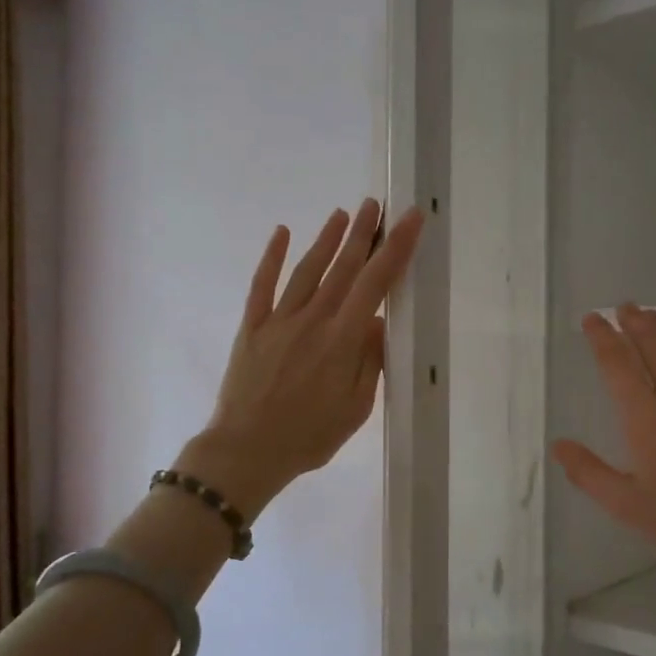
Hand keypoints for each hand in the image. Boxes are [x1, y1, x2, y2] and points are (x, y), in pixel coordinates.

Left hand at [178, 199, 424, 516]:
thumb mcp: (355, 409)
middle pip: (342, 268)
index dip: (395, 249)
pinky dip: (272, 257)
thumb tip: (378, 323)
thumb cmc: (308, 436)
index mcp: (341, 340)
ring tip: (342, 213)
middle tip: (376, 204)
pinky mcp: (252, 327)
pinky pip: (263, 285)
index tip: (409, 220)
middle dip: (362, 234)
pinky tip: (282, 233)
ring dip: (326, 239)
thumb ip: (369, 362)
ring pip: (307, 270)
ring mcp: (278, 321)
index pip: (375, 284)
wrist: (246, 451)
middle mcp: (312, 320)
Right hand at [552, 304, 655, 596]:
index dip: (603, 338)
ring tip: (652, 314)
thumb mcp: (629, 508)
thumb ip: (590, 473)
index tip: (593, 319)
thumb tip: (559, 444)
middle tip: (623, 307)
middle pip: (655, 345)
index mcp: (648, 418)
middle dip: (635, 323)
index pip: (619, 365)